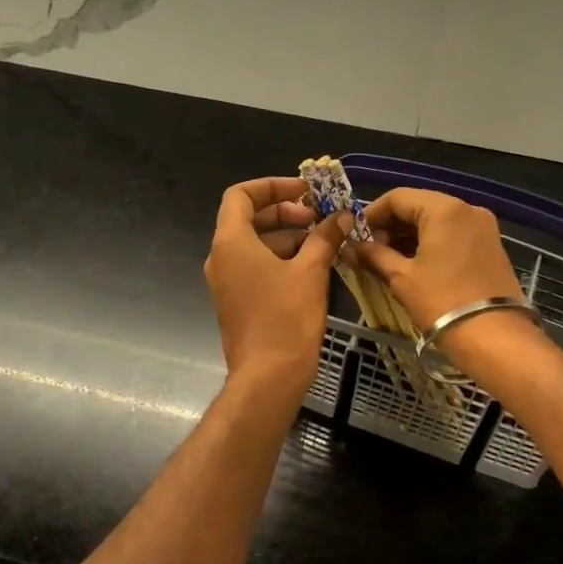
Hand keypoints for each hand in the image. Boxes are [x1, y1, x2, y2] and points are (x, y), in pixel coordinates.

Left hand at [205, 177, 345, 396]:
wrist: (267, 377)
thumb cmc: (286, 319)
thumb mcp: (310, 272)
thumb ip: (324, 237)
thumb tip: (341, 216)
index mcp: (231, 242)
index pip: (241, 195)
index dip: (273, 186)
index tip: (305, 192)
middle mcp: (221, 257)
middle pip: (249, 218)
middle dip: (286, 212)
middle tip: (320, 217)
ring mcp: (226, 281)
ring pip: (255, 244)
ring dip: (288, 236)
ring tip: (324, 241)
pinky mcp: (236, 301)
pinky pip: (255, 267)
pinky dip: (280, 259)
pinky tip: (313, 266)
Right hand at [353, 188, 528, 332]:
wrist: (494, 337)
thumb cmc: (441, 302)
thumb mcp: (401, 278)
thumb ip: (374, 255)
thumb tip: (351, 247)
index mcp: (444, 209)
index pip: (398, 197)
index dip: (371, 214)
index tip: (354, 235)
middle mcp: (467, 209)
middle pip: (419, 206)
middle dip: (390, 225)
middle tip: (369, 250)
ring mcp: (483, 227)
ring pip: (436, 221)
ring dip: (409, 236)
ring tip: (387, 260)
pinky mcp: (490, 246)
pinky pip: (453, 234)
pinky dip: (430, 243)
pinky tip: (413, 264)